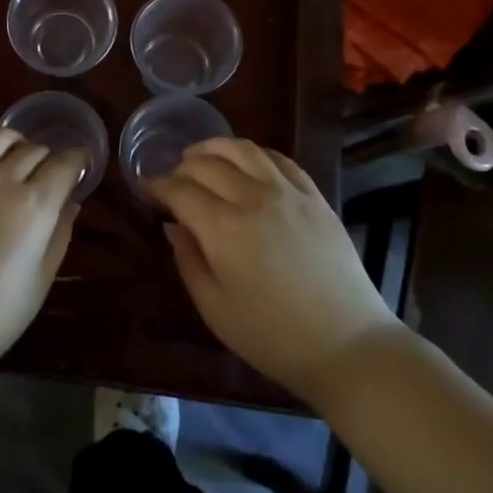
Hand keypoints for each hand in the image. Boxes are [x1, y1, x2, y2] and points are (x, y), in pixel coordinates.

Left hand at [0, 128, 84, 380]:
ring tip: (14, 158)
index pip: (63, 163)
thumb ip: (59, 234)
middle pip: (32, 150)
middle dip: (47, 156)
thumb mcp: (41, 280)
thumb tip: (69, 201)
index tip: (80, 164)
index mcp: (33, 204)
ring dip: (12, 143)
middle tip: (49, 172)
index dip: (77, 159)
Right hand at [150, 139, 399, 403]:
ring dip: (215, 147)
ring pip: (244, 150)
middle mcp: (253, 198)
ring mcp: (288, 193)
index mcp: (223, 228)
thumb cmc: (273, 336)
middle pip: (208, 164)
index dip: (157, 186)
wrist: (347, 345)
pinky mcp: (314, 197)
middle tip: (172, 179)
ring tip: (201, 155)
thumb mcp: (215, 309)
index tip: (145, 189)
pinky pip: (280, 159)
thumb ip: (188, 261)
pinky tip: (247, 162)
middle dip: (182, 167)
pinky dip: (256, 153)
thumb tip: (173, 226)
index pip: (180, 190)